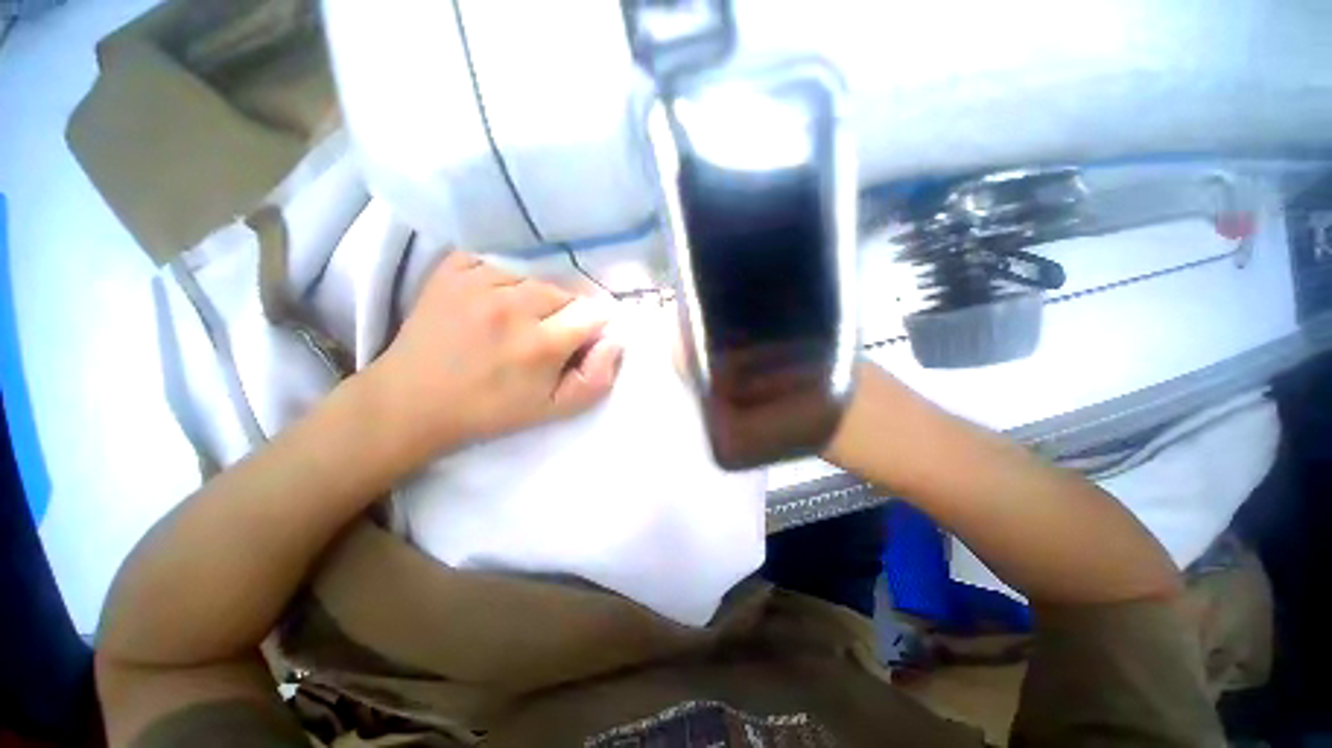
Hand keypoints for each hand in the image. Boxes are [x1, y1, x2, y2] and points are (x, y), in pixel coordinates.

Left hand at [366, 251, 622, 460]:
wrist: (411, 401)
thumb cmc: (490, 410)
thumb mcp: (553, 411)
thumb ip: (596, 380)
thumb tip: (614, 342)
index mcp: (540, 345)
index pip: (592, 313)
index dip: (592, 326)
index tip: (580, 339)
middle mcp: (513, 306)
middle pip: (566, 290)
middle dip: (567, 311)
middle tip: (548, 332)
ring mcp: (478, 282)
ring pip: (536, 274)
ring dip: (538, 293)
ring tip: (521, 317)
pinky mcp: (453, 269)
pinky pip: (499, 259)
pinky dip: (506, 276)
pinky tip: (496, 298)